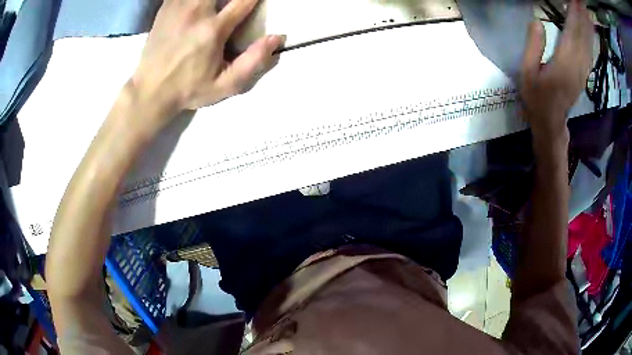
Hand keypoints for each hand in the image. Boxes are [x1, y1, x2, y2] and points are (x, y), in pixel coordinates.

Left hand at [131, 0, 283, 120]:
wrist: (150, 91)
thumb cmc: (189, 89)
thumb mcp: (225, 85)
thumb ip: (253, 62)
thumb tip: (277, 38)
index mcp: (213, 30)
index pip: (244, 0)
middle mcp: (196, 12)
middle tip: (234, 4)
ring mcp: (178, 7)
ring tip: (217, 6)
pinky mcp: (166, 8)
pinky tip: (197, 5)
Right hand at [520, 0, 592, 143]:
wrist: (550, 122)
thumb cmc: (536, 97)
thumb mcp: (527, 72)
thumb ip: (533, 46)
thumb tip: (537, 21)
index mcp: (563, 65)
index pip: (571, 33)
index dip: (573, 16)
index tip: (574, 0)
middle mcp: (576, 67)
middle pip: (582, 38)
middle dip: (583, 19)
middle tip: (581, 2)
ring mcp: (582, 72)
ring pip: (588, 46)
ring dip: (588, 28)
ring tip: (587, 13)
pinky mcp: (583, 75)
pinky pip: (589, 54)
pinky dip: (590, 41)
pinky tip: (590, 32)